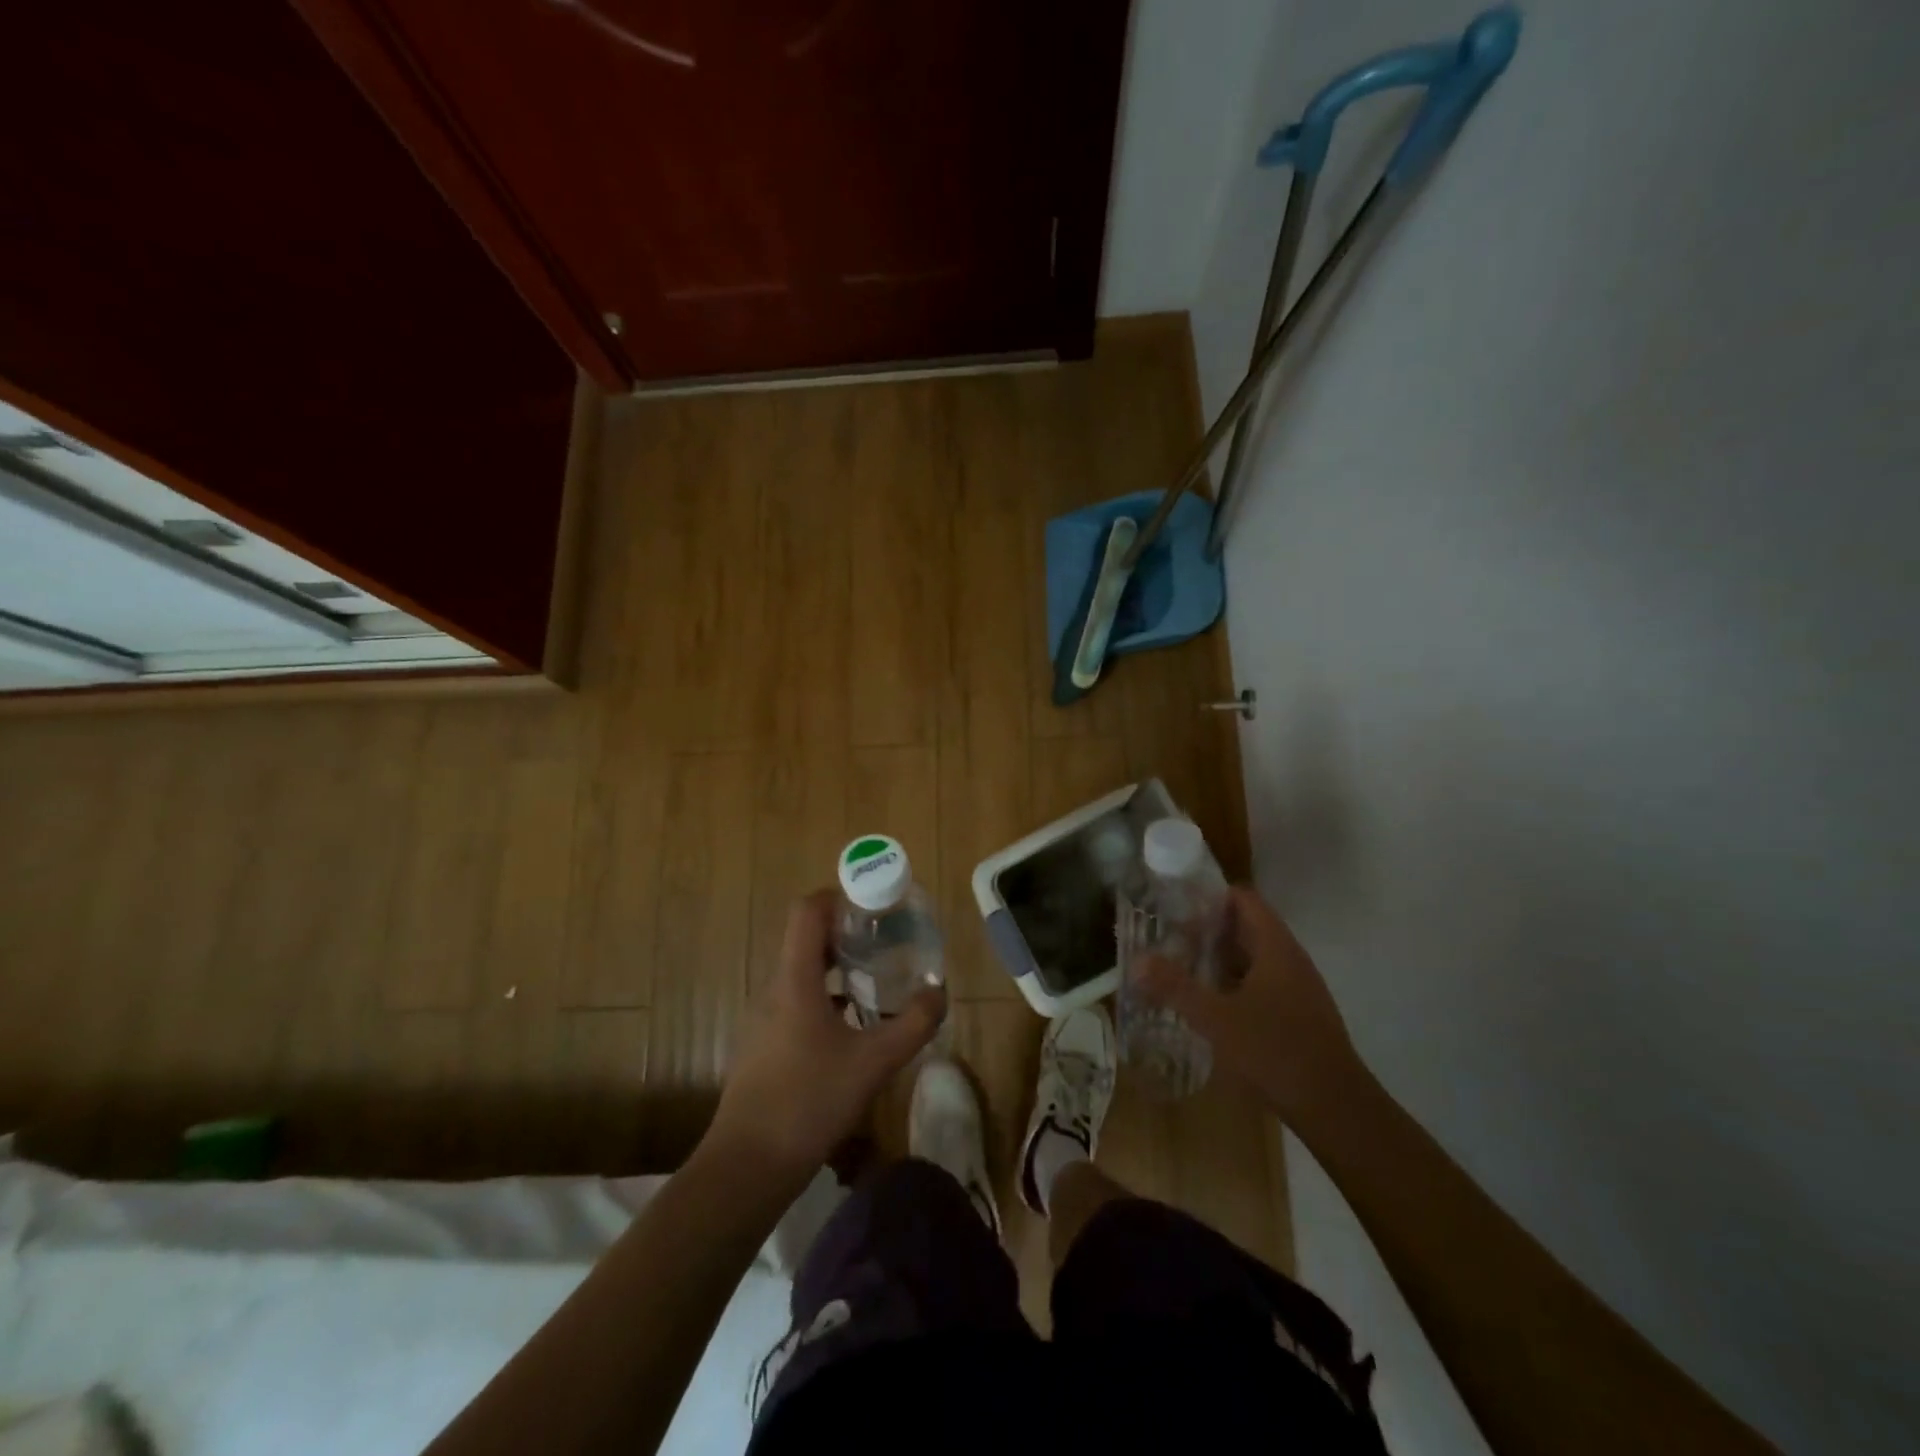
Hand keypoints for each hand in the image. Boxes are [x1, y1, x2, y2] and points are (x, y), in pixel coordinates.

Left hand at [706, 889, 941, 1186]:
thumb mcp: (873, 1062)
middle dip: (848, 930)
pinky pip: (798, 1000)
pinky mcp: (766, 1044)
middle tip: (888, 938)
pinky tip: (855, 1024)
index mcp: (795, 979)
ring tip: (878, 976)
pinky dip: (828, 996)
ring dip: (839, 965)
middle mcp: (775, 989)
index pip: (807, 911)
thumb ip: (913, 1024)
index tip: (876, 904)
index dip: (840, 896)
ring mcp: (766, 1017)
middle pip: (807, 937)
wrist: (748, 1165)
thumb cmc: (809, 1101)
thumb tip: (940, 992)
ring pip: (804, 971)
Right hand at [1138, 885, 1368, 1124]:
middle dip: (1206, 930)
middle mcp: (1290, 960)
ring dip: (1217, 960)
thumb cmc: (1275, 1051)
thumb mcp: (1216, 1018)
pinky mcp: (1297, 1016)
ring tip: (1179, 967)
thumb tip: (1137, 961)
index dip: (1209, 896)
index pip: (1243, 899)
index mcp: (1275, 947)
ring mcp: (1297, 989)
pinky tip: (1208, 1005)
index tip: (1174, 904)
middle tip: (1166, 936)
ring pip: (1251, 959)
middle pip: (1245, 928)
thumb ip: (1176, 987)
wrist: (1336, 1109)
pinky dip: (1232, 985)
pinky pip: (1259, 985)